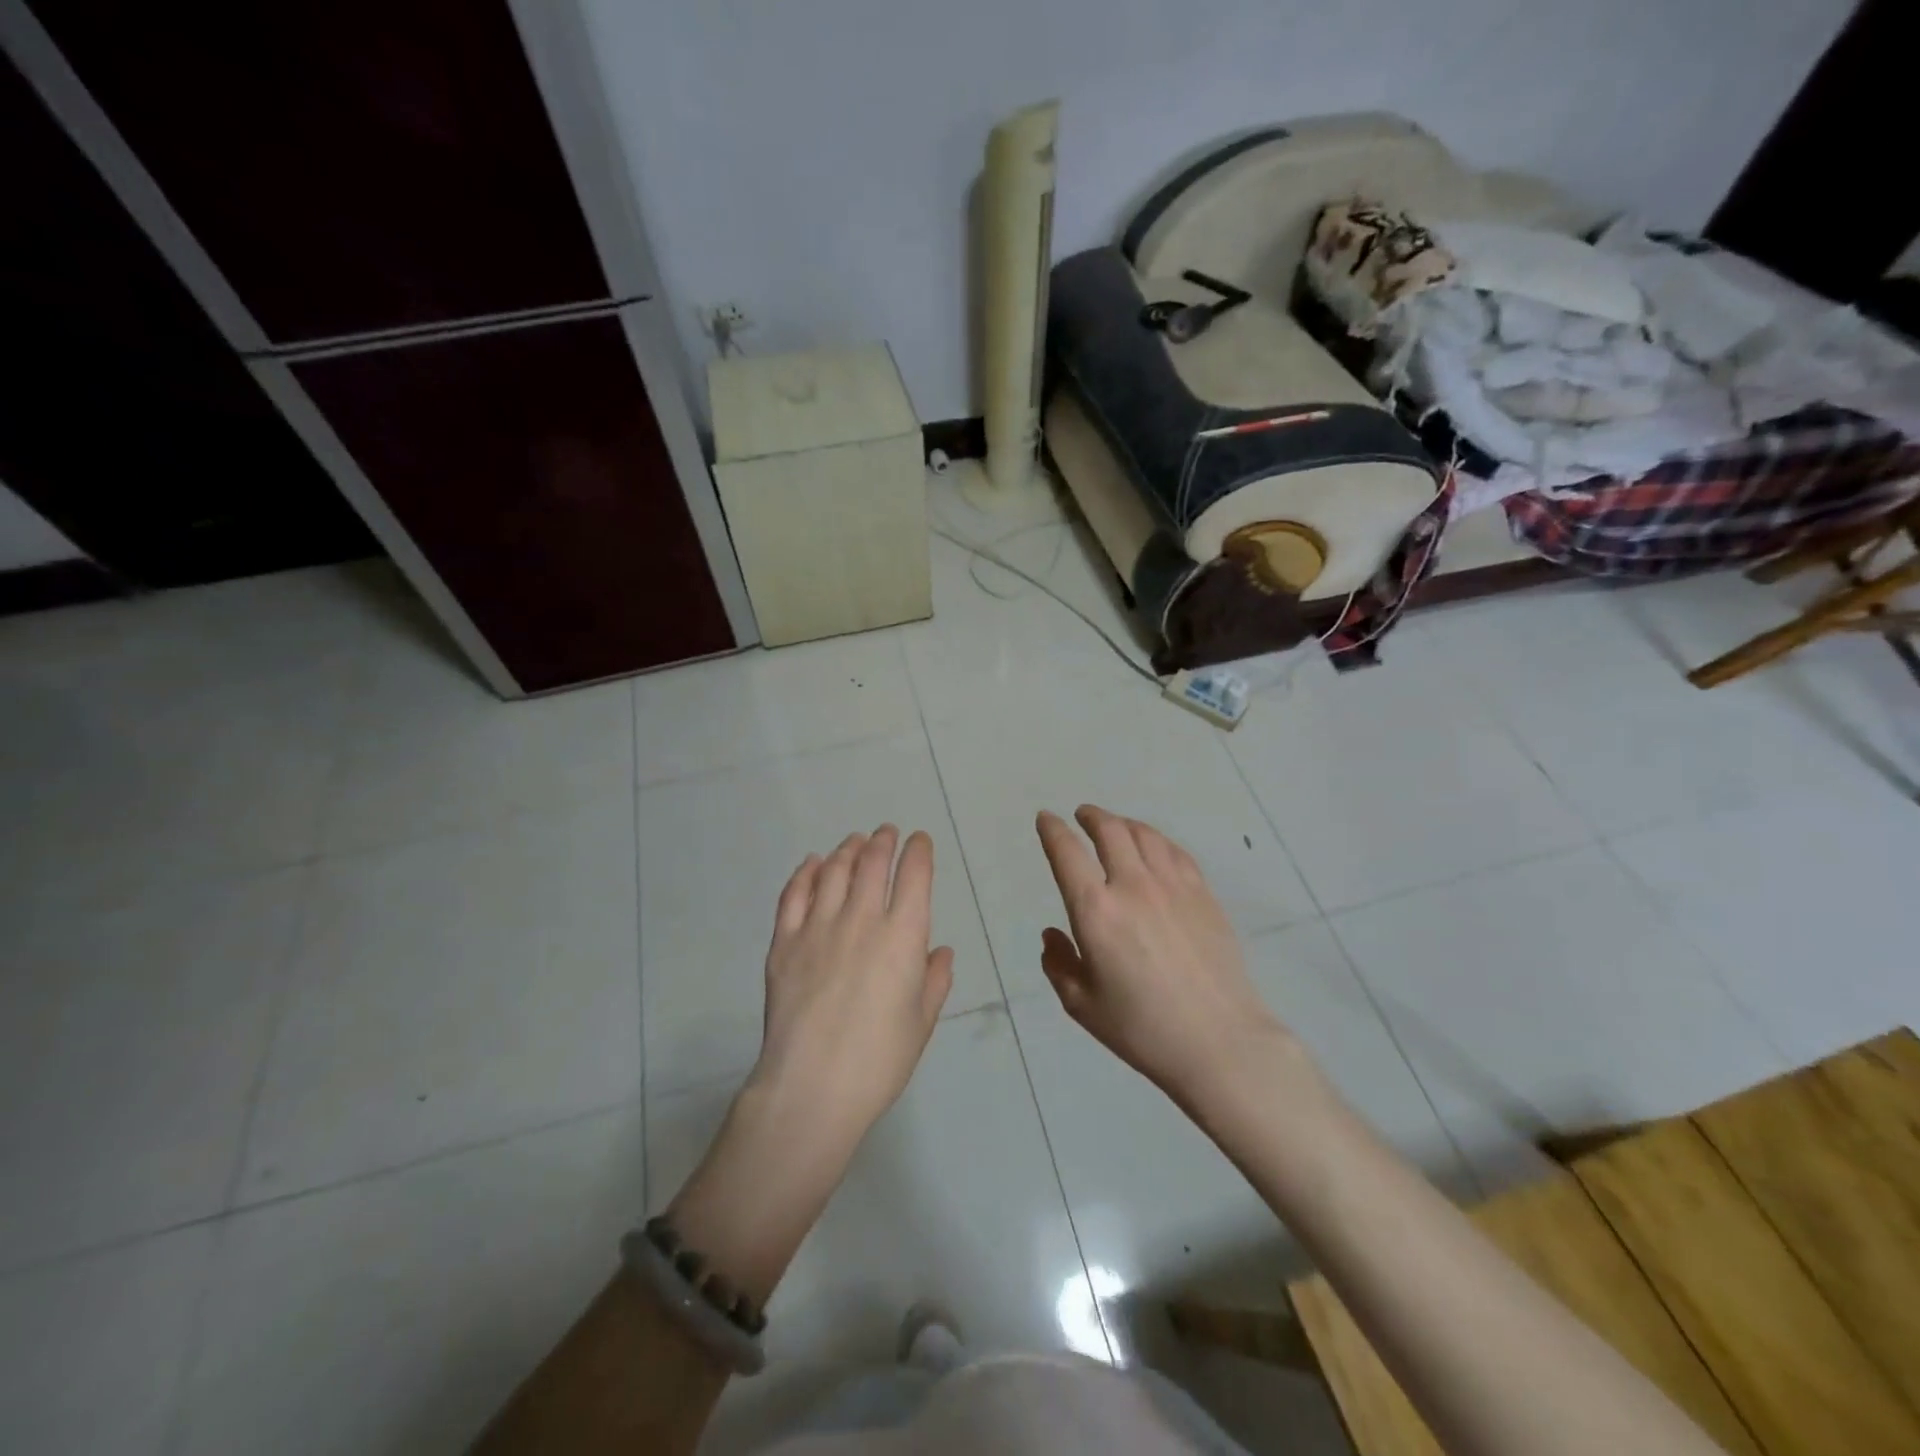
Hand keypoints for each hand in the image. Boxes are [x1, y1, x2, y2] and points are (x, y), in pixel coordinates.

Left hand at [749, 825, 953, 1151]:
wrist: (812, 1087)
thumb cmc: (878, 1060)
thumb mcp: (921, 1022)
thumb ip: (935, 980)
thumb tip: (940, 951)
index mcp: (902, 936)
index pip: (914, 874)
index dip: (919, 851)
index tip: (919, 841)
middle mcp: (861, 919)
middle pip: (872, 862)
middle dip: (883, 841)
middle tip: (885, 833)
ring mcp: (818, 927)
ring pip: (833, 870)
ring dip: (847, 850)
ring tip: (854, 843)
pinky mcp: (784, 942)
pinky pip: (794, 894)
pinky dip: (805, 872)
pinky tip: (812, 863)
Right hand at [1035, 805, 1293, 1106]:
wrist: (1219, 1041)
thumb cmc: (1142, 1029)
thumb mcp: (1082, 1005)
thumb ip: (1059, 964)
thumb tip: (1052, 934)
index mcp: (1096, 911)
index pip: (1067, 853)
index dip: (1052, 830)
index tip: (1046, 819)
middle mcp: (1133, 886)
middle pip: (1109, 830)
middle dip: (1090, 816)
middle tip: (1082, 815)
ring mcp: (1173, 886)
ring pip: (1144, 834)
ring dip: (1123, 822)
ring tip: (1116, 826)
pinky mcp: (1203, 894)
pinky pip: (1175, 851)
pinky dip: (1156, 840)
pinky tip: (1154, 847)